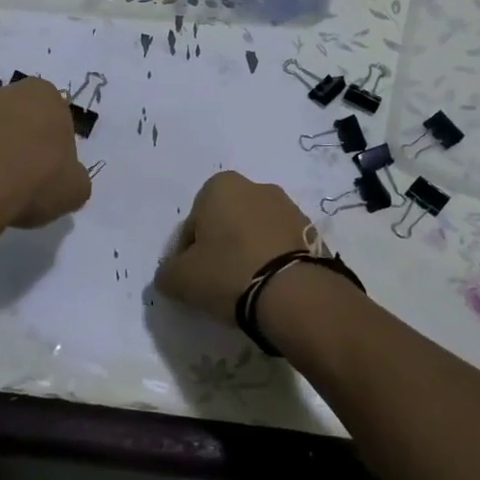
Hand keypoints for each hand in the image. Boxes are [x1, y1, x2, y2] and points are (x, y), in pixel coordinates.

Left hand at [0, 76, 91, 230]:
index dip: (57, 148)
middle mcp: (7, 92)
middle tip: (27, 181)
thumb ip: (74, 177)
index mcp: (45, 95)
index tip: (52, 173)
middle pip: (23, 120)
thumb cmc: (34, 180)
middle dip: (25, 144)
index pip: (58, 118)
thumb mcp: (75, 189)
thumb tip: (65, 179)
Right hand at [154, 171, 311, 320]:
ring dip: (248, 254)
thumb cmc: (228, 273)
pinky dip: (272, 262)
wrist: (294, 293)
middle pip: (226, 223)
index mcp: (220, 186)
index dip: (188, 253)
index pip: (193, 223)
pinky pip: (280, 246)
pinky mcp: (311, 231)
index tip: (194, 278)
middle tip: (218, 283)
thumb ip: (167, 272)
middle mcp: (256, 187)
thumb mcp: (181, 279)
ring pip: (255, 233)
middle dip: (221, 247)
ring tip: (247, 289)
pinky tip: (270, 288)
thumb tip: (170, 275)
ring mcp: (288, 208)